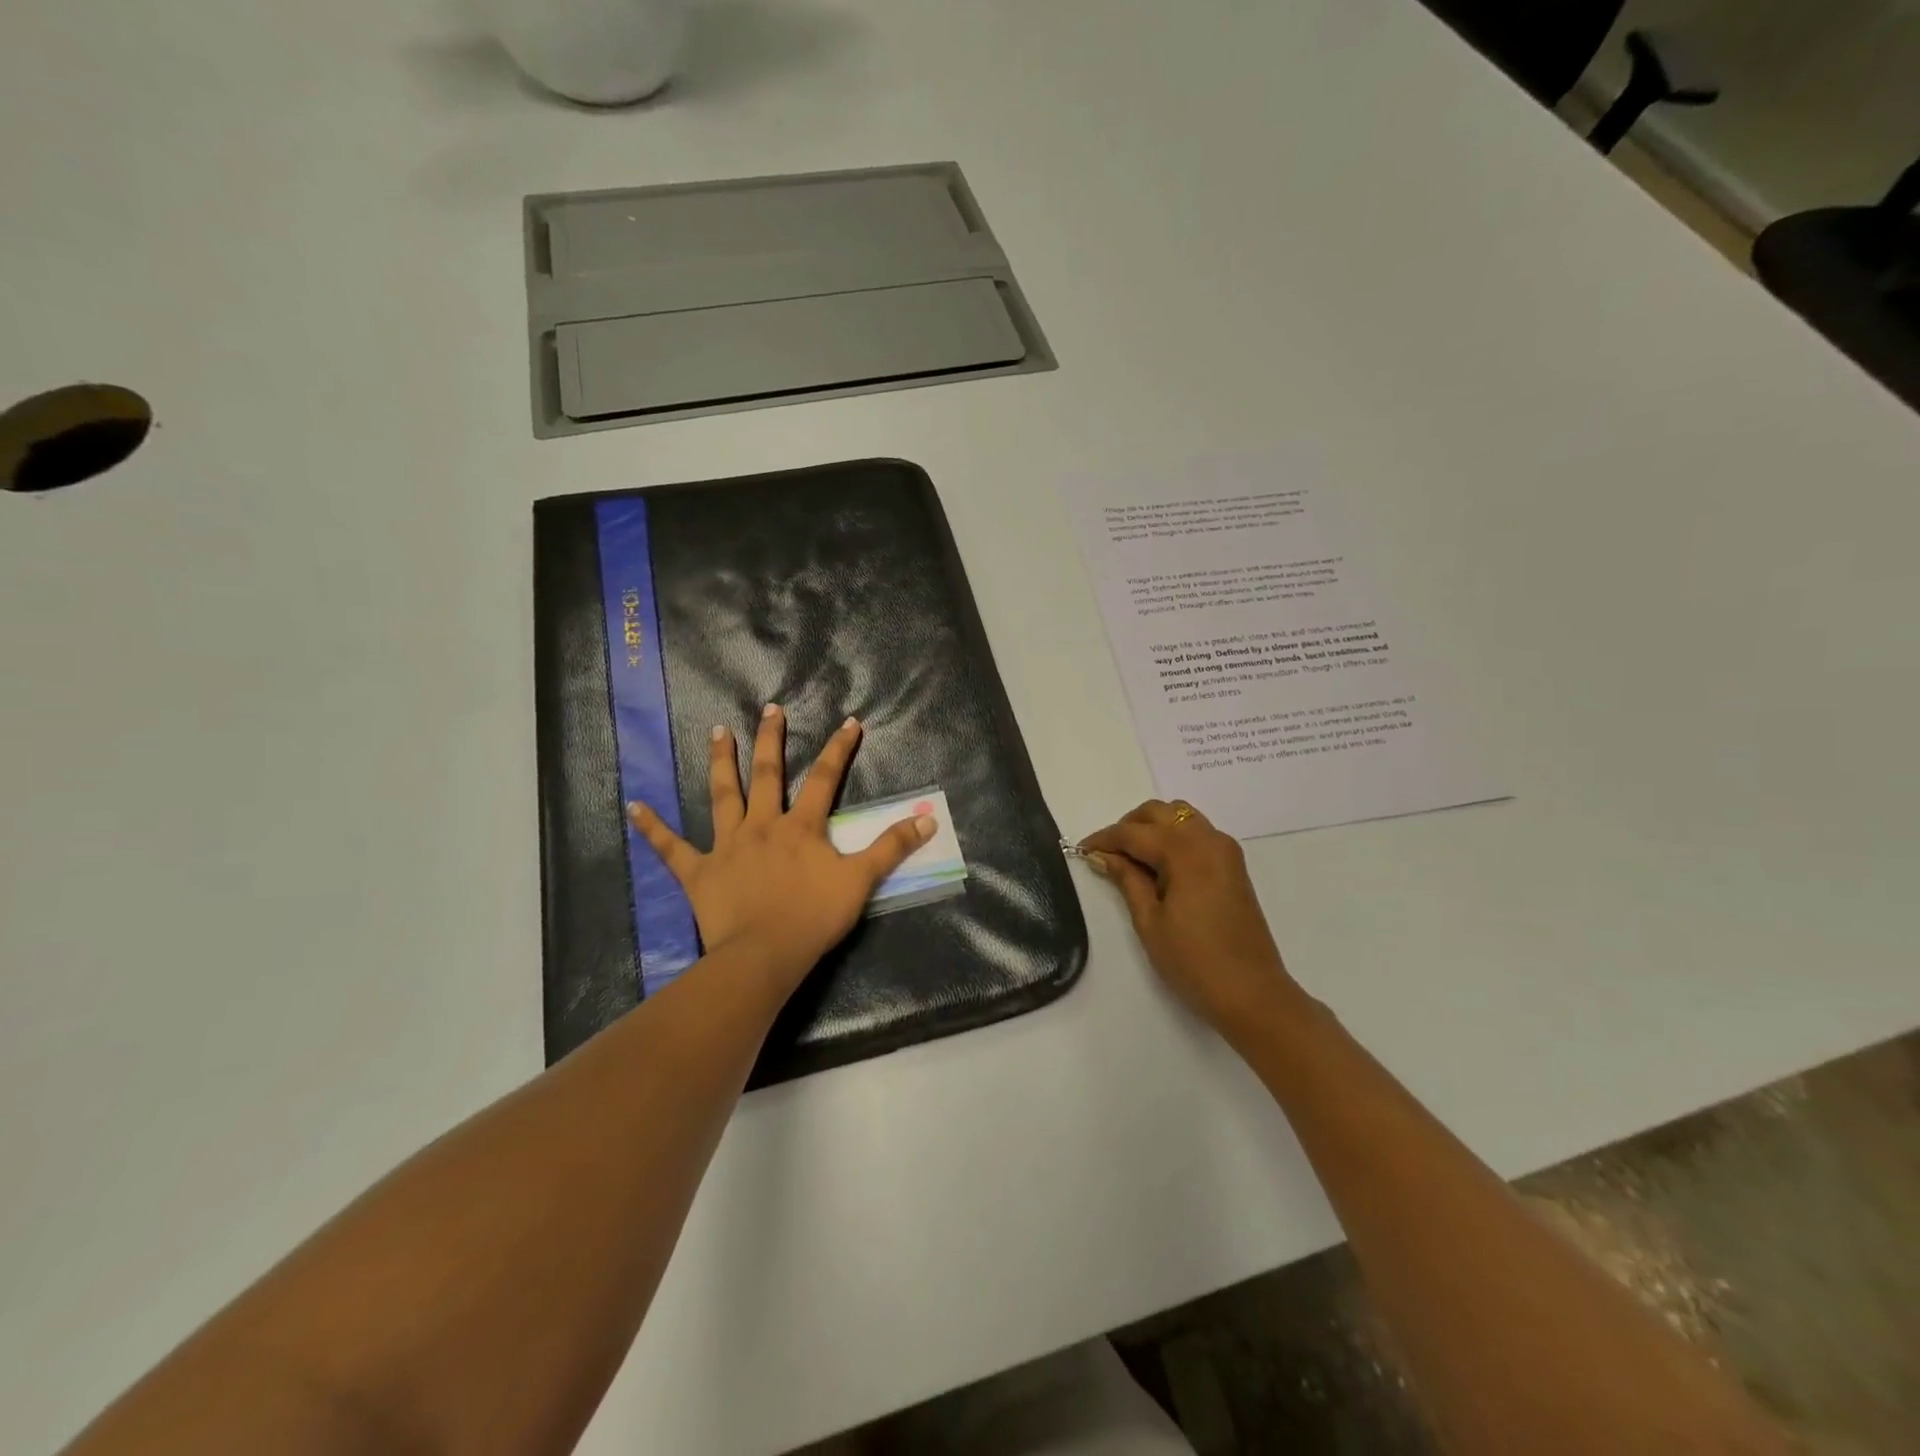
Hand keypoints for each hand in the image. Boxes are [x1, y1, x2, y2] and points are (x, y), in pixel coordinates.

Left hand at [628, 704, 933, 991]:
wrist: (763, 955)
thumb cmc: (813, 917)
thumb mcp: (860, 881)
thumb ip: (891, 848)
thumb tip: (927, 819)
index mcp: (801, 827)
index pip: (826, 778)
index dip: (839, 749)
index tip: (849, 722)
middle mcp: (763, 825)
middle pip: (768, 774)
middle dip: (772, 739)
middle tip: (770, 709)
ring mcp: (727, 845)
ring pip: (722, 795)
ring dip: (721, 762)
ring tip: (717, 731)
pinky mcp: (699, 871)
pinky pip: (671, 847)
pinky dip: (652, 828)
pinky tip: (633, 806)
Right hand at [1080, 800, 1303, 1034]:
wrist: (1251, 993)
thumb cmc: (1193, 960)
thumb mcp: (1149, 921)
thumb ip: (1126, 879)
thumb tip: (1102, 856)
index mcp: (1185, 851)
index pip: (1134, 832)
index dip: (1105, 839)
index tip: (1081, 850)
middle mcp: (1208, 840)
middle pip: (1160, 812)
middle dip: (1129, 826)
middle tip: (1108, 854)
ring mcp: (1225, 851)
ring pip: (1181, 817)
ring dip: (1153, 828)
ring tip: (1133, 859)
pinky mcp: (1233, 865)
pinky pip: (1198, 834)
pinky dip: (1174, 838)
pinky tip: (1159, 867)